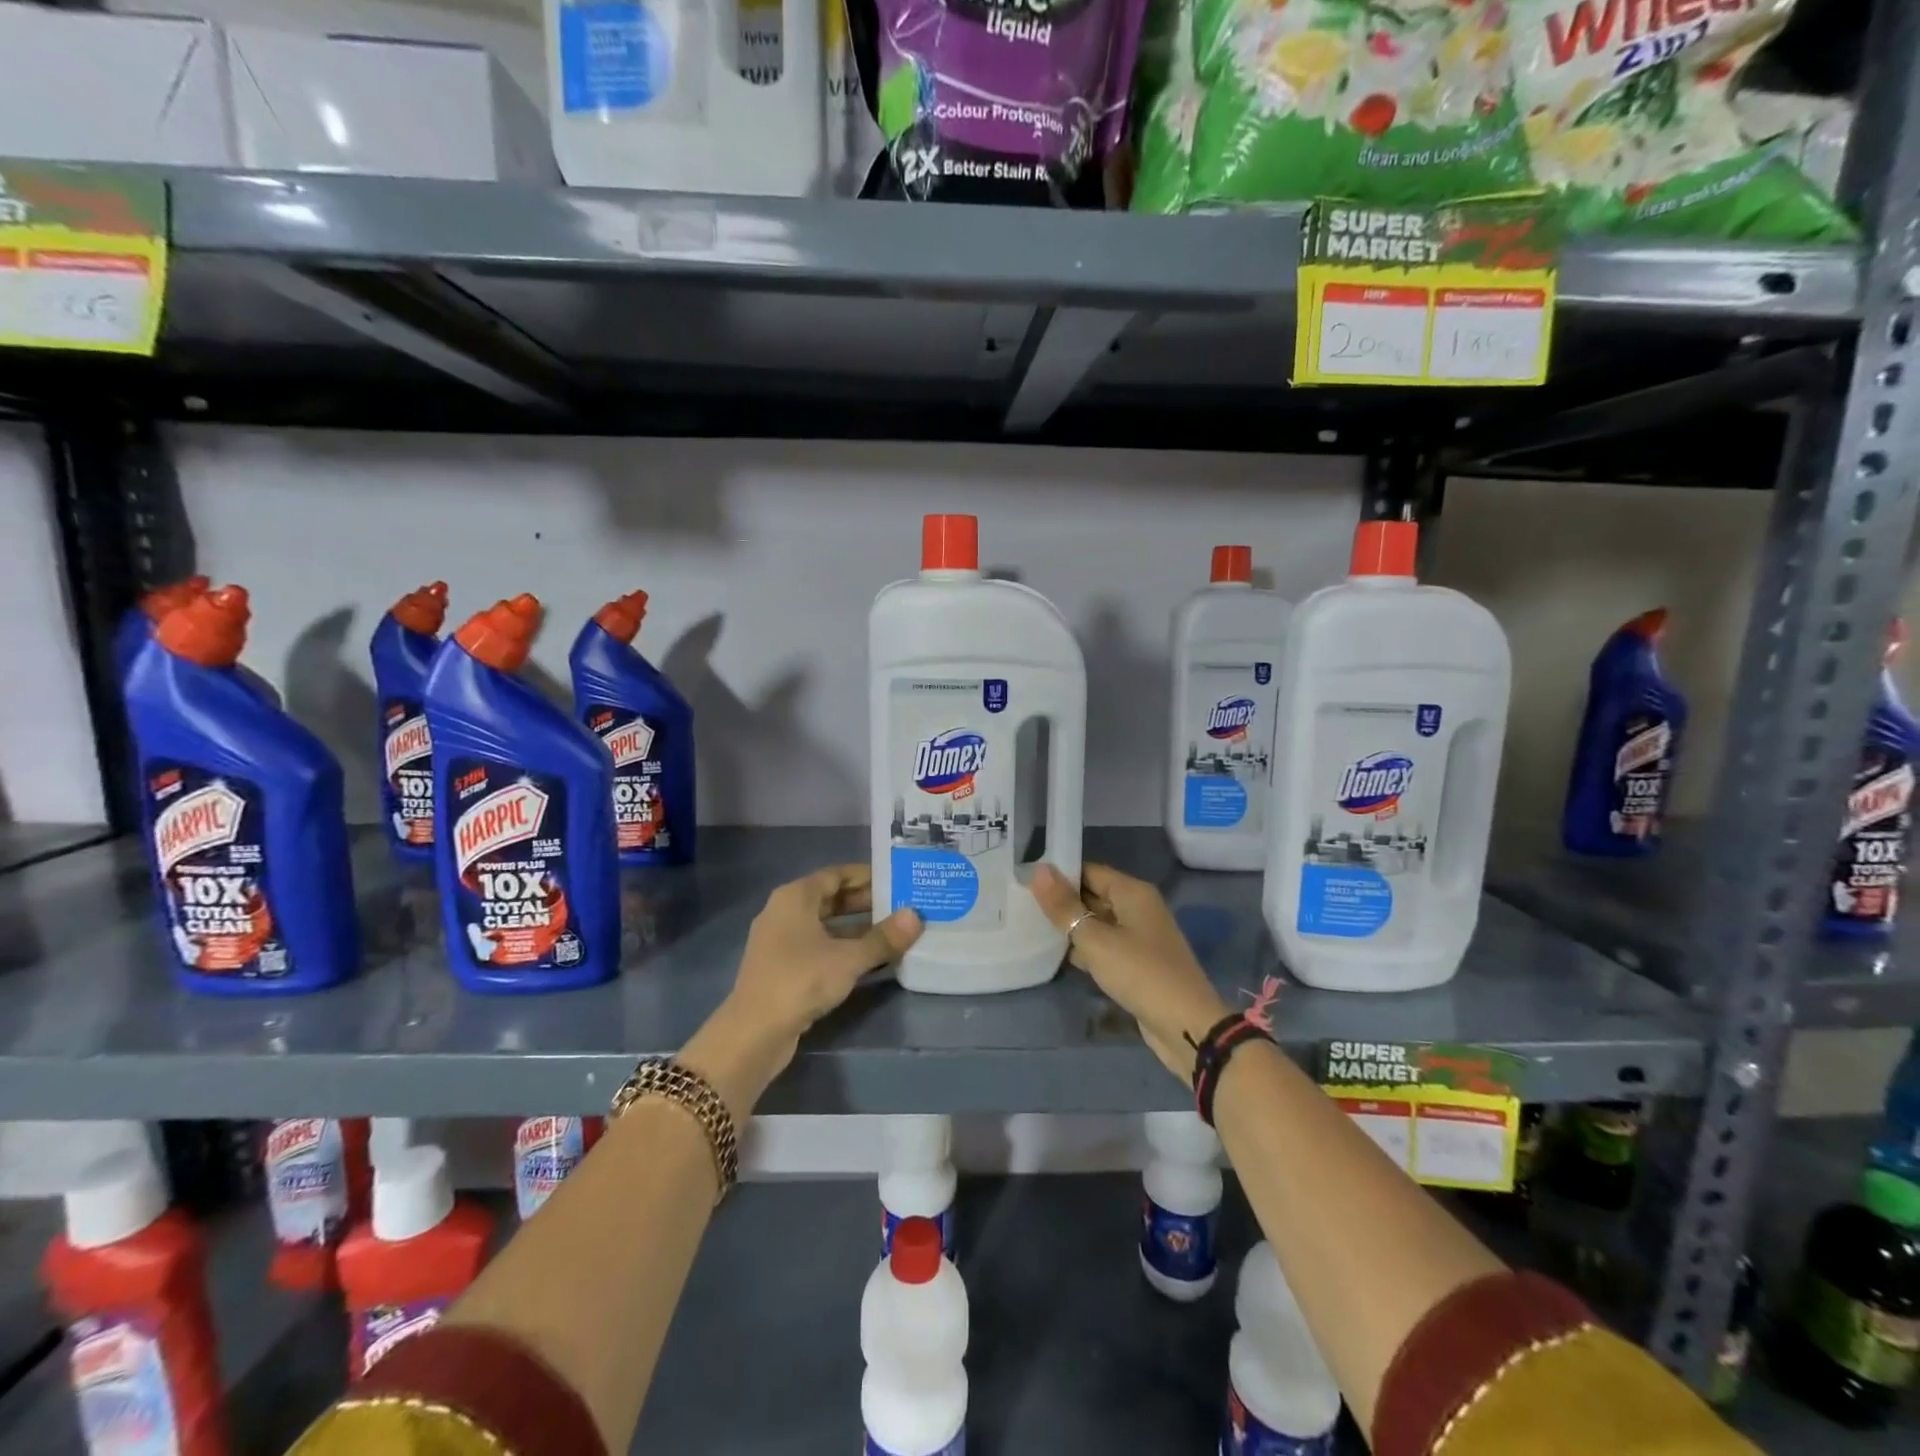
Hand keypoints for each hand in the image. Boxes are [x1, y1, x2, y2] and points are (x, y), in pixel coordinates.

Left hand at [683, 866, 922, 1118]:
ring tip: (894, 932)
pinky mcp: (783, 968)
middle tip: (902, 906)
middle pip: (831, 899)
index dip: (867, 876)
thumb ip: (884, 937)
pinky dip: (844, 949)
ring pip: (826, 925)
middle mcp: (785, 912)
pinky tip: (871, 960)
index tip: (896, 880)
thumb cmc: (800, 980)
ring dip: (858, 928)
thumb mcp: (849, 958)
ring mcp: (781, 941)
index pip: (836, 874)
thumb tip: (916, 916)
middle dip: (866, 903)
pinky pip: (820, 947)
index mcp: (795, 897)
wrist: (754, 1033)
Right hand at [1031, 862, 1231, 1081]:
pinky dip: (1085, 949)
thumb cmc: (1140, 973)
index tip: (1025, 879)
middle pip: (1093, 895)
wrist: (1186, 1025)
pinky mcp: (1138, 963)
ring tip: (1031, 926)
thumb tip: (1038, 870)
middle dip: (1062, 901)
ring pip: (1098, 923)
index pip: (1089, 871)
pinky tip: (1059, 956)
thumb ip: (1065, 907)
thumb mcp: (1095, 939)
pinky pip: (1106, 946)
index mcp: (1133, 892)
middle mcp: (1138, 908)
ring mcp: (1140, 937)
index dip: (1059, 874)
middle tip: (1021, 902)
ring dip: (1071, 927)